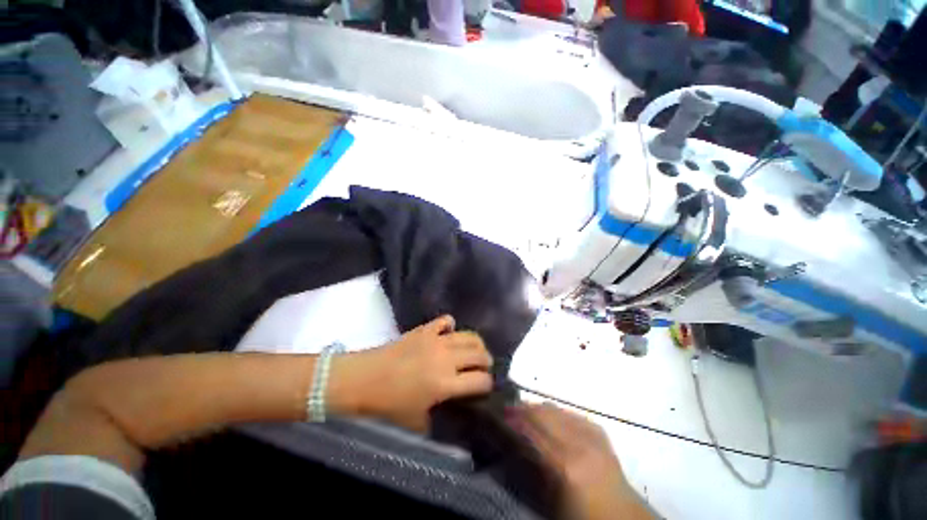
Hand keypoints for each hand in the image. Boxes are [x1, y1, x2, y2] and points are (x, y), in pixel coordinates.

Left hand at [334, 315, 493, 431]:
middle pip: (480, 354)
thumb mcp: (417, 422)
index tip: (485, 387)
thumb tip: (452, 412)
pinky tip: (448, 334)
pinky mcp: (425, 329)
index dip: (488, 384)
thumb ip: (439, 419)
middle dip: (487, 361)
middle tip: (483, 367)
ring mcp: (437, 340)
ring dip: (476, 344)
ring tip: (474, 350)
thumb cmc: (389, 405)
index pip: (481, 380)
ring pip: (469, 336)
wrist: (365, 379)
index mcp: (446, 384)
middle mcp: (447, 359)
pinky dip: (451, 326)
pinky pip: (445, 321)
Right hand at [510, 403, 651, 519]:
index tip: (498, 413)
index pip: (532, 429)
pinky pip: (572, 413)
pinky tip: (551, 417)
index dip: (513, 418)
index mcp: (565, 464)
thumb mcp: (549, 500)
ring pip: (557, 409)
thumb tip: (514, 442)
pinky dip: (557, 412)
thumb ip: (532, 467)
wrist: (621, 519)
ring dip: (538, 408)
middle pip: (544, 413)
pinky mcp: (600, 433)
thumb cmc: (581, 516)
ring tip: (525, 411)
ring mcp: (592, 435)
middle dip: (523, 408)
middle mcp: (579, 443)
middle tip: (508, 409)